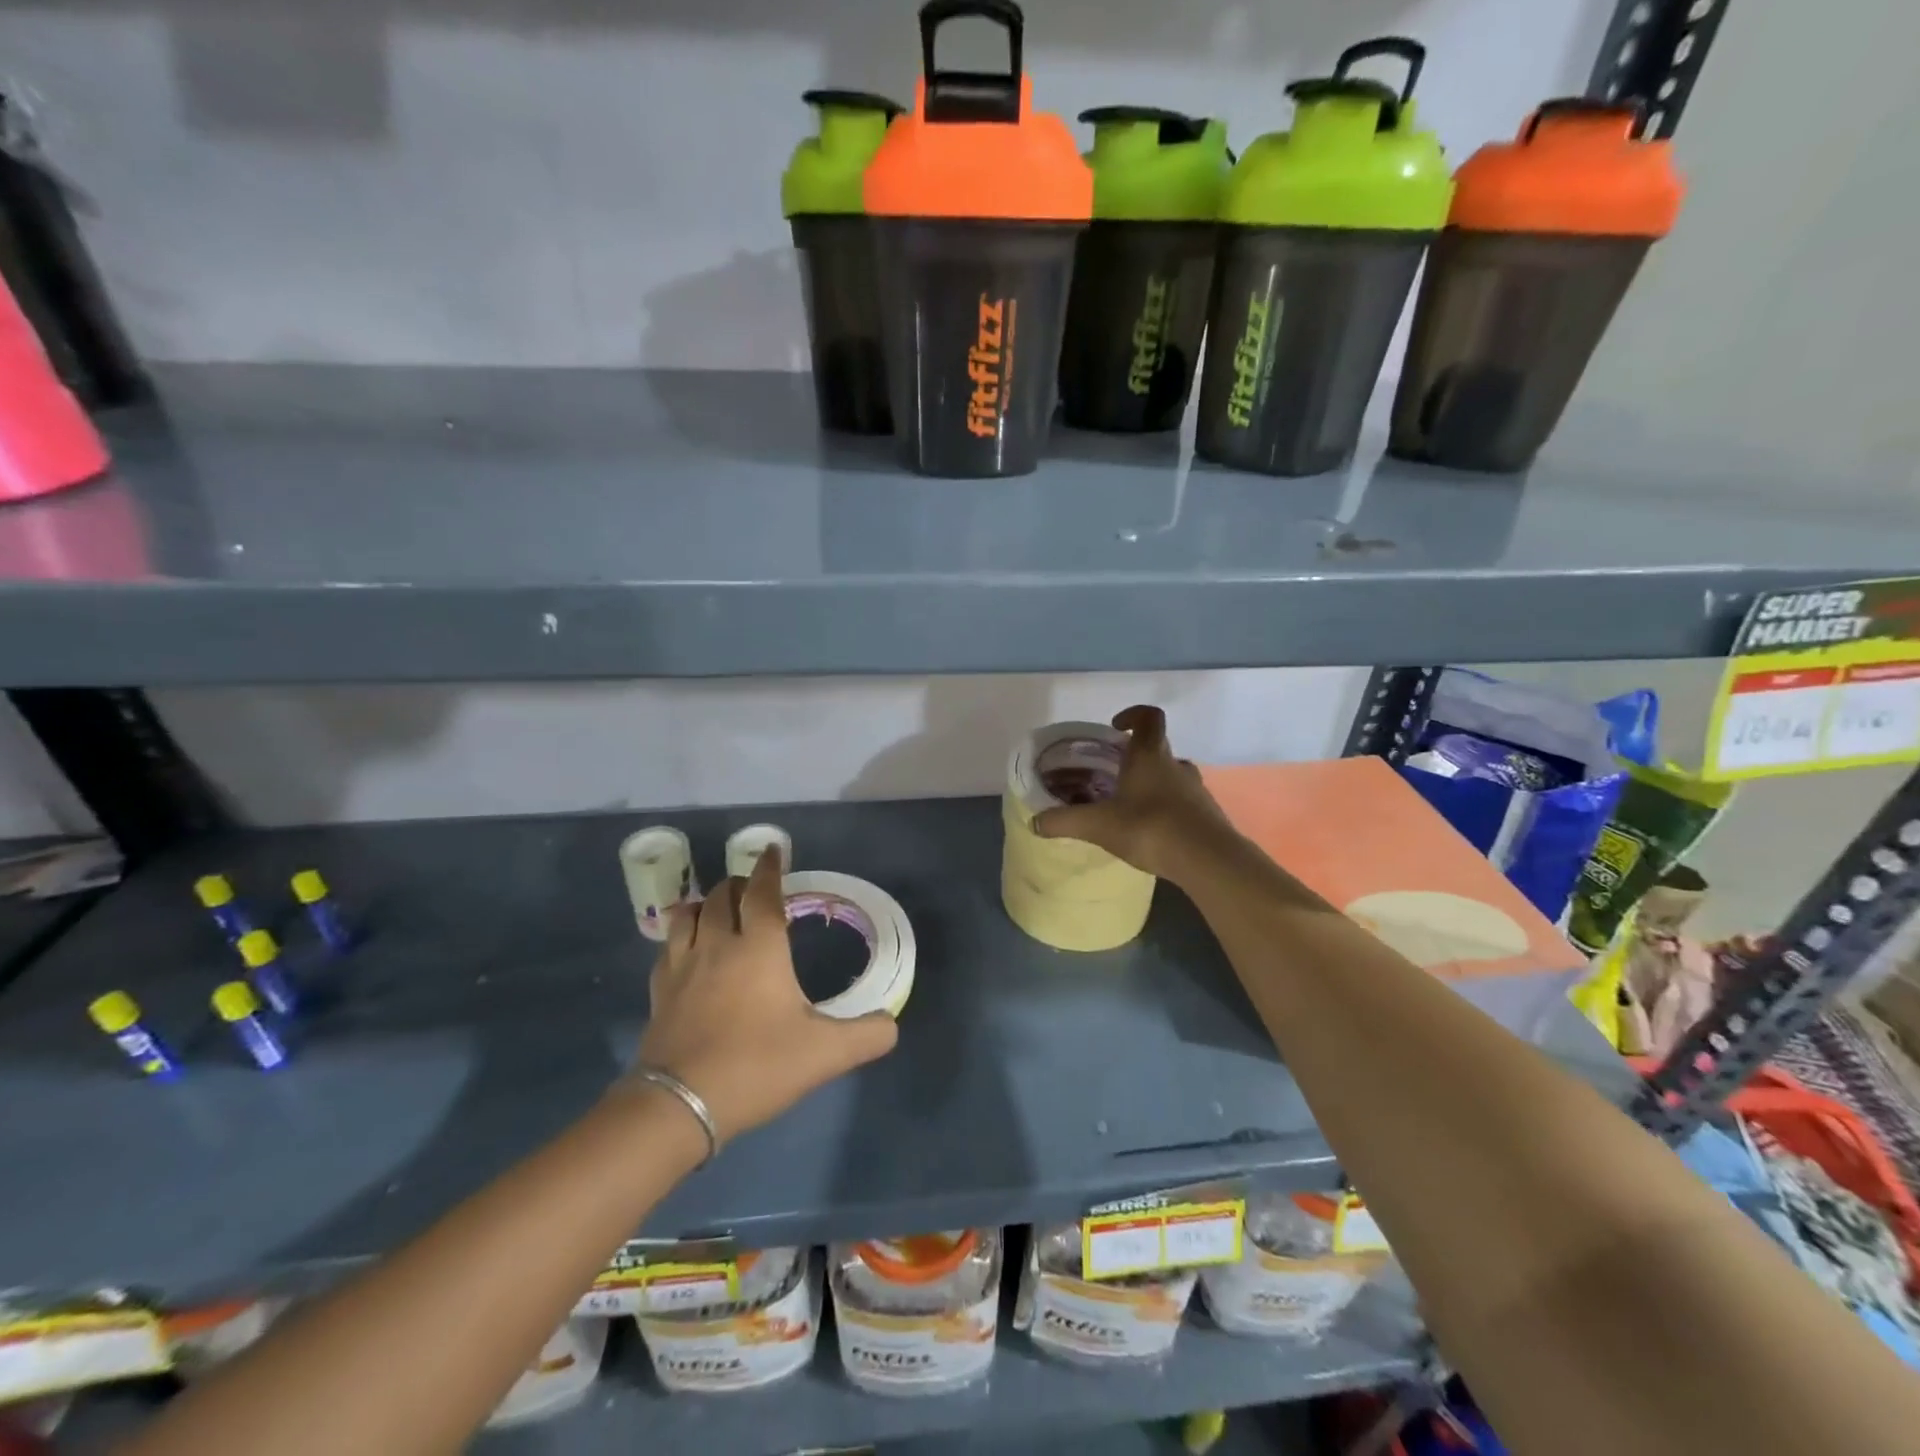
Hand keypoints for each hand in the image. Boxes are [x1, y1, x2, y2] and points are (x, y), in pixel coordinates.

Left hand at [636, 851, 898, 1143]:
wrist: (680, 1106)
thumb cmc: (757, 1066)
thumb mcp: (825, 1054)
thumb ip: (866, 1036)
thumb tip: (891, 1025)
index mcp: (759, 948)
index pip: (764, 892)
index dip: (770, 868)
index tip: (774, 850)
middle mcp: (718, 944)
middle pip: (724, 896)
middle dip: (740, 884)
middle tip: (755, 890)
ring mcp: (682, 966)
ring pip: (689, 914)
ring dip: (707, 903)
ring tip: (719, 910)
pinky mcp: (659, 991)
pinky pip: (668, 947)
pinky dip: (682, 935)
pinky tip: (689, 950)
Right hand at [1031, 705, 1235, 883]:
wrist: (1207, 860)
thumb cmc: (1150, 828)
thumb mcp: (1099, 825)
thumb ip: (1065, 821)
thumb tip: (1035, 822)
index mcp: (1150, 756)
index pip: (1149, 718)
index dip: (1133, 715)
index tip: (1116, 727)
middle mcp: (1176, 766)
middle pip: (1158, 748)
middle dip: (1135, 757)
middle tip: (1112, 774)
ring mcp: (1196, 790)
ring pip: (1171, 776)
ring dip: (1152, 783)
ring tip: (1129, 806)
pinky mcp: (1206, 815)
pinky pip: (1183, 802)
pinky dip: (1167, 809)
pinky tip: (1151, 832)